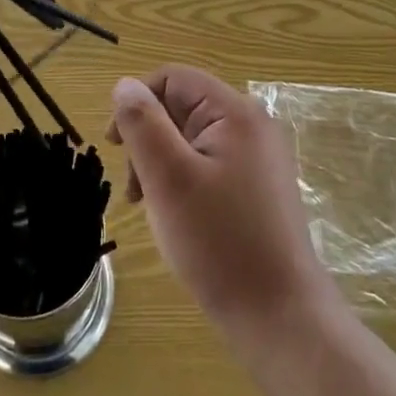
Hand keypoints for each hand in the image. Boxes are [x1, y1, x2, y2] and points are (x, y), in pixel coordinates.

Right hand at [108, 66, 336, 342]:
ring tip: (150, 206)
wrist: (280, 317)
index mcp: (235, 112)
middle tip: (134, 188)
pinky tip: (175, 216)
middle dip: (149, 139)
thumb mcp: (168, 178)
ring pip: (190, 138)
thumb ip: (142, 124)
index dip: (137, 101)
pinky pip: (208, 164)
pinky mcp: (257, 188)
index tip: (115, 145)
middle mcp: (251, 126)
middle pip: (181, 106)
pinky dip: (182, 181)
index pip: (173, 78)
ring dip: (161, 163)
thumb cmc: (219, 242)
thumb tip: (124, 84)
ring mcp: (258, 158)